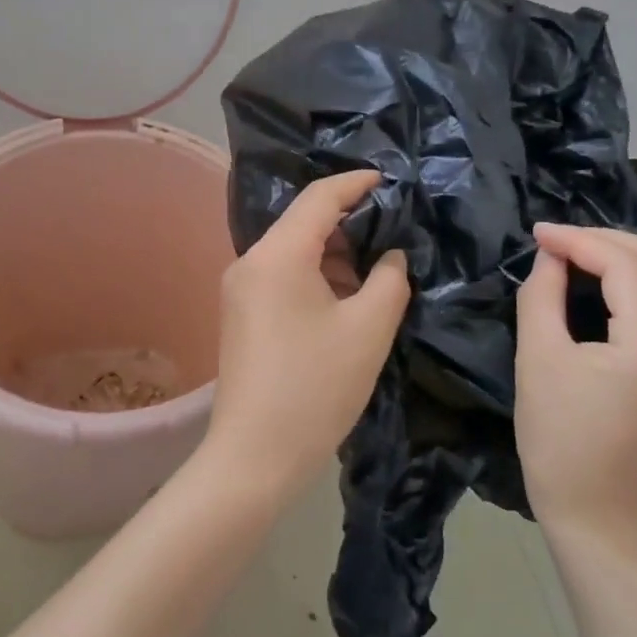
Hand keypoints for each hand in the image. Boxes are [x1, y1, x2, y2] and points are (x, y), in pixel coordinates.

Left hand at [203, 172, 410, 499]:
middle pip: (303, 222)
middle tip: (396, 229)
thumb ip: (390, 278)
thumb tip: (391, 254)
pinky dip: (316, 275)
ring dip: (335, 252)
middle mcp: (250, 261)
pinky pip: (283, 276)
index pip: (319, 198)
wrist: (254, 456)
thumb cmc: (315, 387)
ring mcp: (240, 288)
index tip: (392, 180)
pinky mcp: (241, 313)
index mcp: (276, 255)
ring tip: (379, 265)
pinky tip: (347, 294)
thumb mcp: (368, 329)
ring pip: (294, 251)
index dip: (357, 183)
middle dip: (351, 222)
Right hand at [514, 225, 636, 544]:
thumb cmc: (558, 437)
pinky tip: (594, 286)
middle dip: (606, 239)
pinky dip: (630, 283)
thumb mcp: (538, 357)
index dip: (578, 239)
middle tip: (557, 242)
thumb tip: (550, 256)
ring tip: (571, 257)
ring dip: (621, 258)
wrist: (595, 510)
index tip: (536, 233)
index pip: (625, 264)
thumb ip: (542, 294)